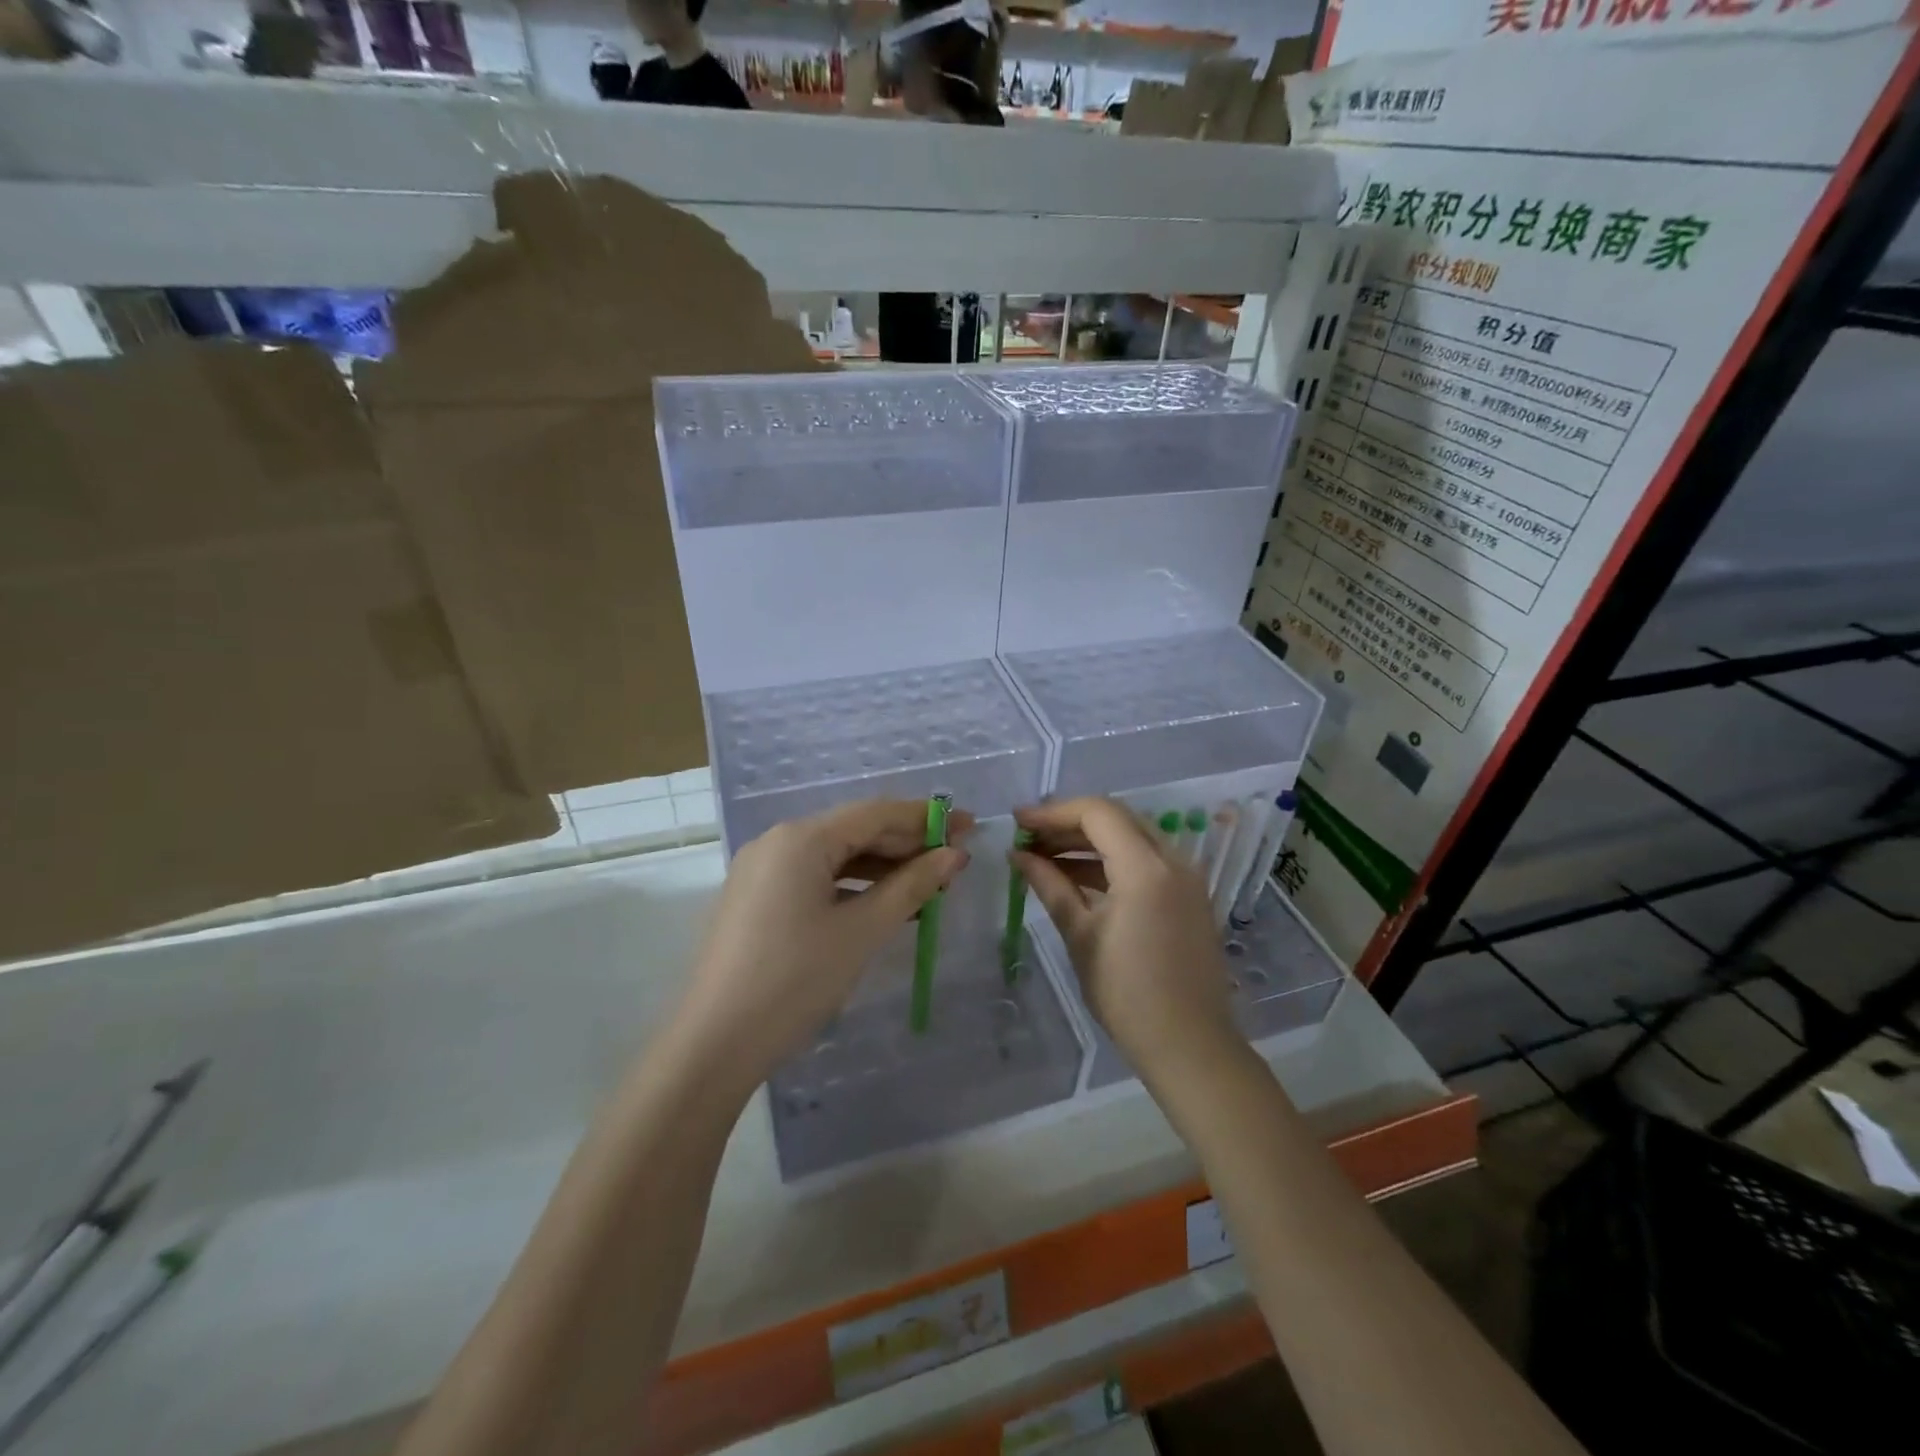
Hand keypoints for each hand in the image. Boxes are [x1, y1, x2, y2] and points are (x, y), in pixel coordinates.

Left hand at [671, 800, 971, 1096]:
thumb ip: (911, 886)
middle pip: (854, 831)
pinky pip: (815, 879)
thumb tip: (954, 855)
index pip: (875, 813)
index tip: (971, 826)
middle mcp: (778, 842)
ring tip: (928, 887)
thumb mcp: (862, 930)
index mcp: (801, 838)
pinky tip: (883, 905)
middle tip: (954, 861)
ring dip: (882, 868)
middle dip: (906, 844)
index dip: (927, 818)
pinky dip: (853, 887)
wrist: (714, 1044)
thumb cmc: (795, 980)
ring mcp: (762, 871)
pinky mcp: (756, 899)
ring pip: (835, 857)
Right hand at [1013, 798, 1237, 1077]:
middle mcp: (1173, 860)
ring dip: (1088, 842)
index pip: (1097, 813)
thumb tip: (1018, 855)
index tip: (1018, 822)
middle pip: (1116, 818)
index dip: (1053, 812)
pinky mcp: (1187, 895)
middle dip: (1069, 823)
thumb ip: (1050, 885)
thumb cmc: (1127, 994)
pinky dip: (1110, 861)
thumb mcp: (1080, 935)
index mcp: (1146, 868)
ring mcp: (1185, 877)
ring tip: (1043, 856)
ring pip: (1131, 837)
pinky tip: (1075, 876)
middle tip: (1028, 837)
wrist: (1189, 1045)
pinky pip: (1145, 860)